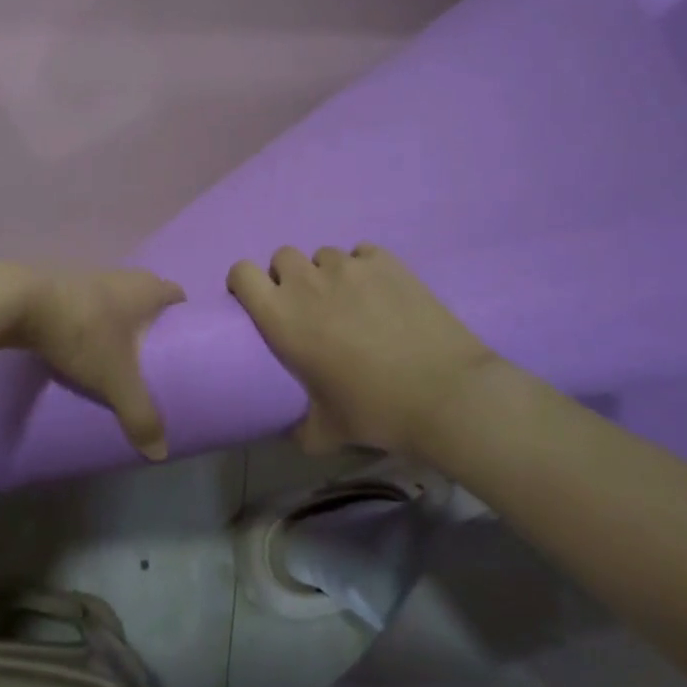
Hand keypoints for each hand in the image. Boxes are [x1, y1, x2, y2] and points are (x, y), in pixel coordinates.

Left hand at [8, 267, 185, 459]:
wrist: (21, 303)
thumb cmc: (83, 332)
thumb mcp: (115, 378)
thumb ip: (140, 414)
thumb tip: (160, 453)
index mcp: (146, 288)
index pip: (177, 296)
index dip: (183, 318)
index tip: (183, 345)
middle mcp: (124, 276)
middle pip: (147, 297)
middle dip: (151, 324)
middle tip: (153, 358)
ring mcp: (91, 278)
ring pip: (117, 301)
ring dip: (120, 323)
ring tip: (119, 358)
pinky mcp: (63, 287)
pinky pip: (90, 306)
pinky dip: (93, 323)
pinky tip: (85, 348)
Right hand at [227, 244, 504, 456]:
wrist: (445, 394)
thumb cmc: (375, 411)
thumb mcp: (326, 431)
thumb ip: (300, 427)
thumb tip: (293, 433)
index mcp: (281, 316)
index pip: (241, 273)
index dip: (245, 282)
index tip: (259, 301)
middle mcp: (307, 282)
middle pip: (283, 257)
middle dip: (290, 277)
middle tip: (310, 307)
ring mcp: (349, 266)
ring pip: (324, 255)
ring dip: (328, 274)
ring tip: (351, 301)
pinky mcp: (386, 261)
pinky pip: (362, 253)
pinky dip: (365, 269)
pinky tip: (382, 294)